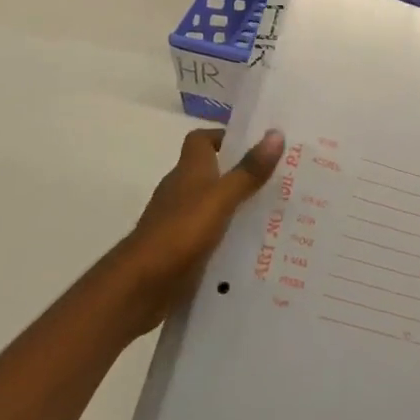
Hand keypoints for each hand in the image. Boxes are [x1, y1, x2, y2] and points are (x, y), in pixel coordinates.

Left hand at [108, 127, 284, 335]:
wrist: (140, 286)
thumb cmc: (180, 232)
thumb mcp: (221, 199)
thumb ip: (248, 171)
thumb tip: (276, 133)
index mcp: (189, 171)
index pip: (201, 140)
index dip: (224, 137)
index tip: (255, 145)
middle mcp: (181, 191)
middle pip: (210, 173)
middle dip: (241, 174)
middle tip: (278, 181)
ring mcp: (178, 222)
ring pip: (212, 206)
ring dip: (236, 208)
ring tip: (274, 215)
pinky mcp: (179, 250)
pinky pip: (209, 236)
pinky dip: (226, 237)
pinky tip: (251, 248)